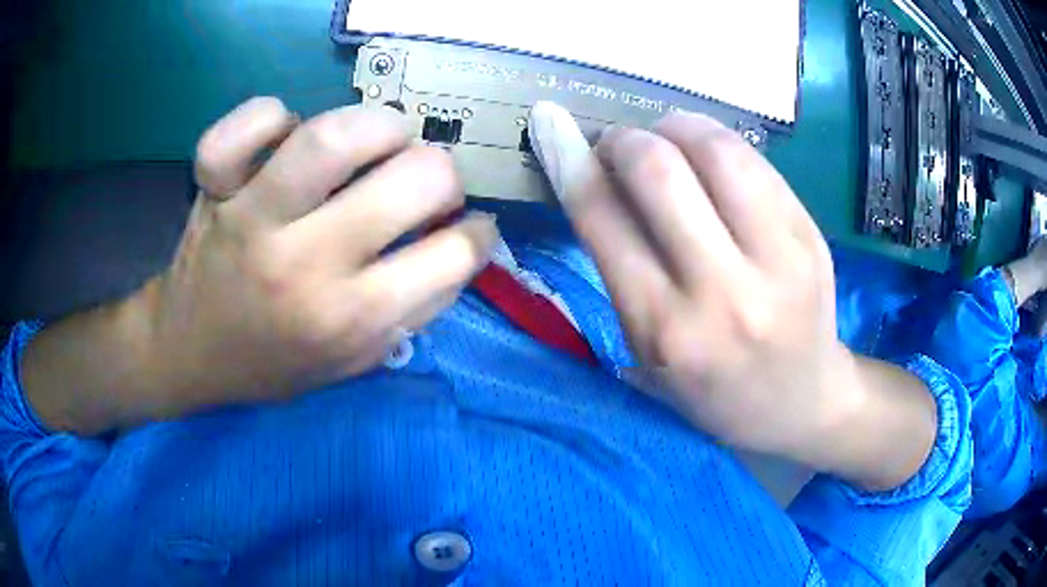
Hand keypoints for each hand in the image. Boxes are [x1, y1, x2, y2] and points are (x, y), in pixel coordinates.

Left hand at [23, 98, 496, 431]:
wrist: (186, 353)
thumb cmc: (273, 363)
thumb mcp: (355, 361)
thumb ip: (415, 309)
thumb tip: (463, 244)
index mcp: (348, 319)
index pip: (451, 256)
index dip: (477, 235)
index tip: (469, 228)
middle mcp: (304, 265)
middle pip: (413, 181)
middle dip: (443, 174)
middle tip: (427, 183)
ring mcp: (252, 218)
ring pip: (333, 138)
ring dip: (382, 126)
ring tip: (384, 138)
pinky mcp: (214, 188)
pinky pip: (246, 127)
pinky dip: (271, 115)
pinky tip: (286, 134)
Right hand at [529, 102, 934, 487]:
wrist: (802, 402)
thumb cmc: (714, 390)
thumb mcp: (648, 353)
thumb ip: (618, 270)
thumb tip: (595, 180)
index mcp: (665, 329)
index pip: (603, 217)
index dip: (569, 159)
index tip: (551, 124)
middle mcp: (722, 291)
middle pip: (659, 169)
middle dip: (623, 139)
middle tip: (618, 146)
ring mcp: (778, 258)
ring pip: (715, 148)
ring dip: (674, 127)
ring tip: (666, 140)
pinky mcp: (810, 235)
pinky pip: (755, 161)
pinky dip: (717, 143)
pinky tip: (708, 156)